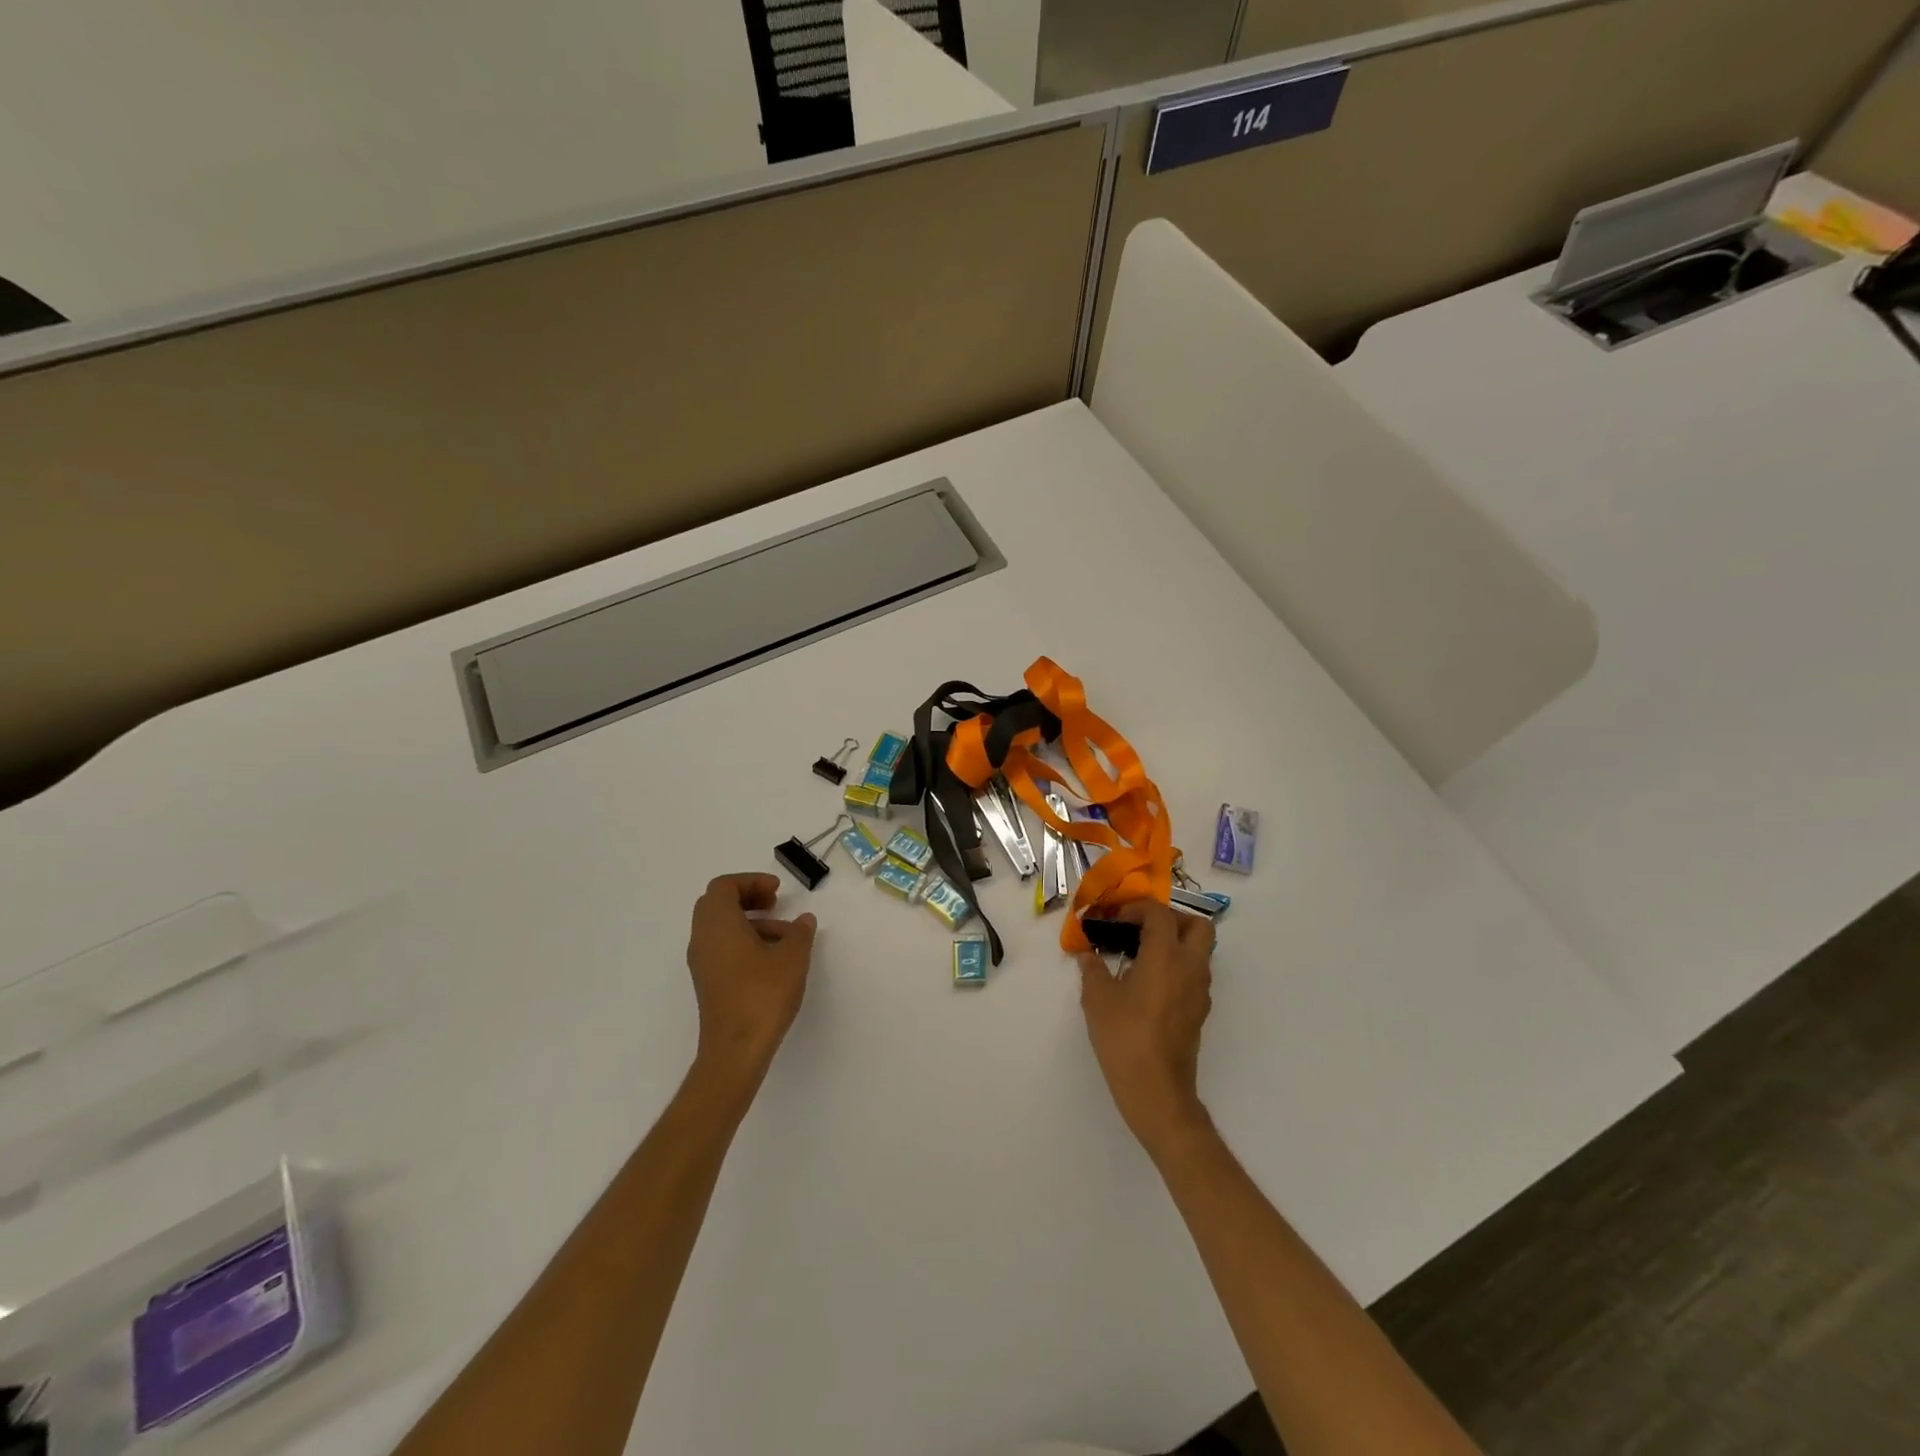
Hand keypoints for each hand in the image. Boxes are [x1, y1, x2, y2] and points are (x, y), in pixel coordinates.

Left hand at [685, 873, 817, 1096]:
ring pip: (720, 926)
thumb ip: (800, 932)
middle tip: (775, 904)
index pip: (724, 886)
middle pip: (717, 903)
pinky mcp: (708, 982)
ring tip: (784, 936)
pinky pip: (721, 947)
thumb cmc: (763, 996)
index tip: (777, 890)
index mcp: (718, 924)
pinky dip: (743, 940)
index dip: (751, 881)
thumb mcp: (793, 958)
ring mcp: (702, 962)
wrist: (735, 1051)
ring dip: (749, 920)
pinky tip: (772, 958)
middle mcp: (702, 938)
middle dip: (747, 897)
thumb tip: (803, 920)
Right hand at [1079, 900, 1214, 1157]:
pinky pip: (1194, 973)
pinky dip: (1176, 966)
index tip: (1114, 919)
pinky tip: (1147, 983)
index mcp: (1166, 956)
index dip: (1137, 908)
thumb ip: (1092, 969)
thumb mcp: (1097, 999)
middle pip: (1196, 926)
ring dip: (1174, 943)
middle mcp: (1190, 967)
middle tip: (1140, 929)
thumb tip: (1088, 954)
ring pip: (1199, 950)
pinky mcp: (1199, 1011)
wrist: (1157, 1091)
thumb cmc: (1124, 1037)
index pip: (1160, 914)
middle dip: (1170, 919)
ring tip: (1139, 956)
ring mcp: (1200, 991)